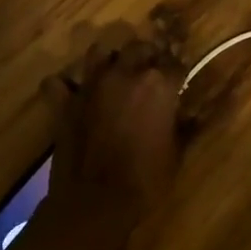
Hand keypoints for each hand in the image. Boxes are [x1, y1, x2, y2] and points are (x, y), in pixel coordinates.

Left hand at [41, 22, 184, 224]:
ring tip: (114, 76)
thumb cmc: (145, 179)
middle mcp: (125, 73)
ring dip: (108, 60)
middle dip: (147, 56)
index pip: (176, 63)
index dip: (179, 72)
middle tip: (150, 74)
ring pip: (99, 52)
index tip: (181, 81)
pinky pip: (57, 82)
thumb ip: (186, 124)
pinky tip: (71, 94)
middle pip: (139, 47)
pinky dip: (63, 86)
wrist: (96, 202)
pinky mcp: (65, 101)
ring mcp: (91, 84)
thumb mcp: (177, 152)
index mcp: (158, 83)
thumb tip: (194, 112)